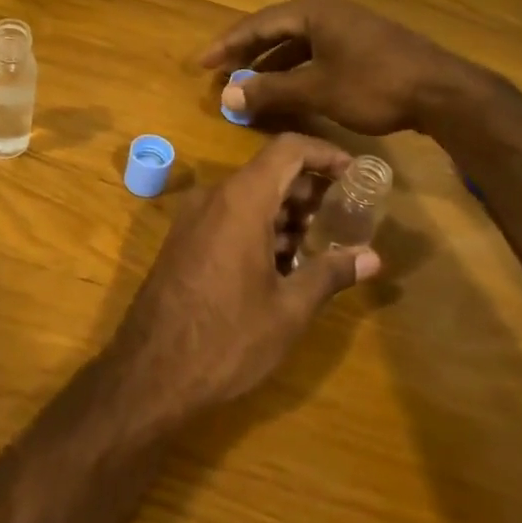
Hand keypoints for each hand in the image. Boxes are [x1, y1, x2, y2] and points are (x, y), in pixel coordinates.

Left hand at [110, 134, 381, 421]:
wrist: (149, 373)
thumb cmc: (227, 338)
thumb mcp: (288, 310)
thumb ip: (330, 273)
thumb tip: (372, 257)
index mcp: (241, 201)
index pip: (288, 149)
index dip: (325, 154)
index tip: (355, 174)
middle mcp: (213, 198)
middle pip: (269, 172)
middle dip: (309, 189)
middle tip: (344, 217)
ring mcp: (193, 219)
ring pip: (248, 196)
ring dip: (285, 212)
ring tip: (319, 245)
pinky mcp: (183, 241)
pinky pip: (228, 217)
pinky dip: (259, 227)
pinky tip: (281, 264)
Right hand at [198, 0, 476, 134]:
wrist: (442, 92)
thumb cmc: (374, 85)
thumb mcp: (316, 89)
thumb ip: (270, 90)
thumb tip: (227, 94)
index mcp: (312, 11)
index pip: (257, 24)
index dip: (227, 45)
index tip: (202, 63)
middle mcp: (326, 11)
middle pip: (275, 30)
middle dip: (247, 53)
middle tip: (220, 72)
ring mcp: (346, 26)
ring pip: (296, 43)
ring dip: (271, 64)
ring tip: (248, 84)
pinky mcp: (361, 44)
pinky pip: (315, 52)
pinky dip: (295, 69)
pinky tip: (287, 88)